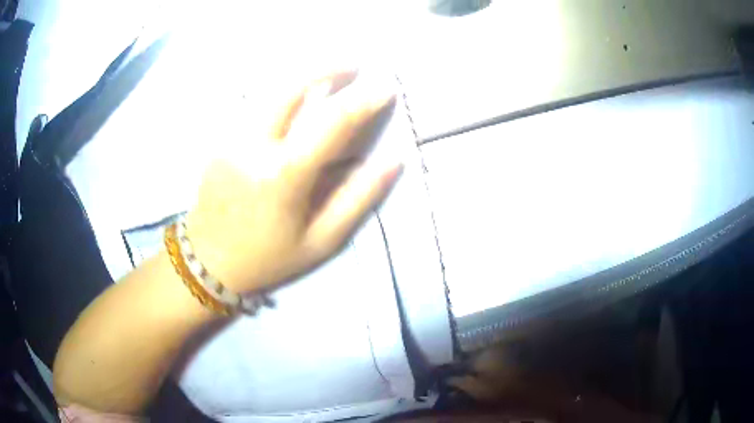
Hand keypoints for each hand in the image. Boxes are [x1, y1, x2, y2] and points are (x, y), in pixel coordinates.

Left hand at [185, 71, 401, 293]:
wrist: (208, 261)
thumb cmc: (267, 257)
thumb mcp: (320, 241)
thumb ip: (357, 199)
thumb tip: (392, 161)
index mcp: (284, 174)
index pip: (332, 123)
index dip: (363, 101)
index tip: (386, 87)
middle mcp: (254, 145)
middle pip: (292, 88)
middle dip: (327, 69)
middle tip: (353, 65)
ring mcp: (232, 138)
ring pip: (270, 90)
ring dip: (302, 75)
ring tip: (328, 72)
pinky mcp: (220, 139)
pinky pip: (254, 104)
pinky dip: (280, 92)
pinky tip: (294, 96)